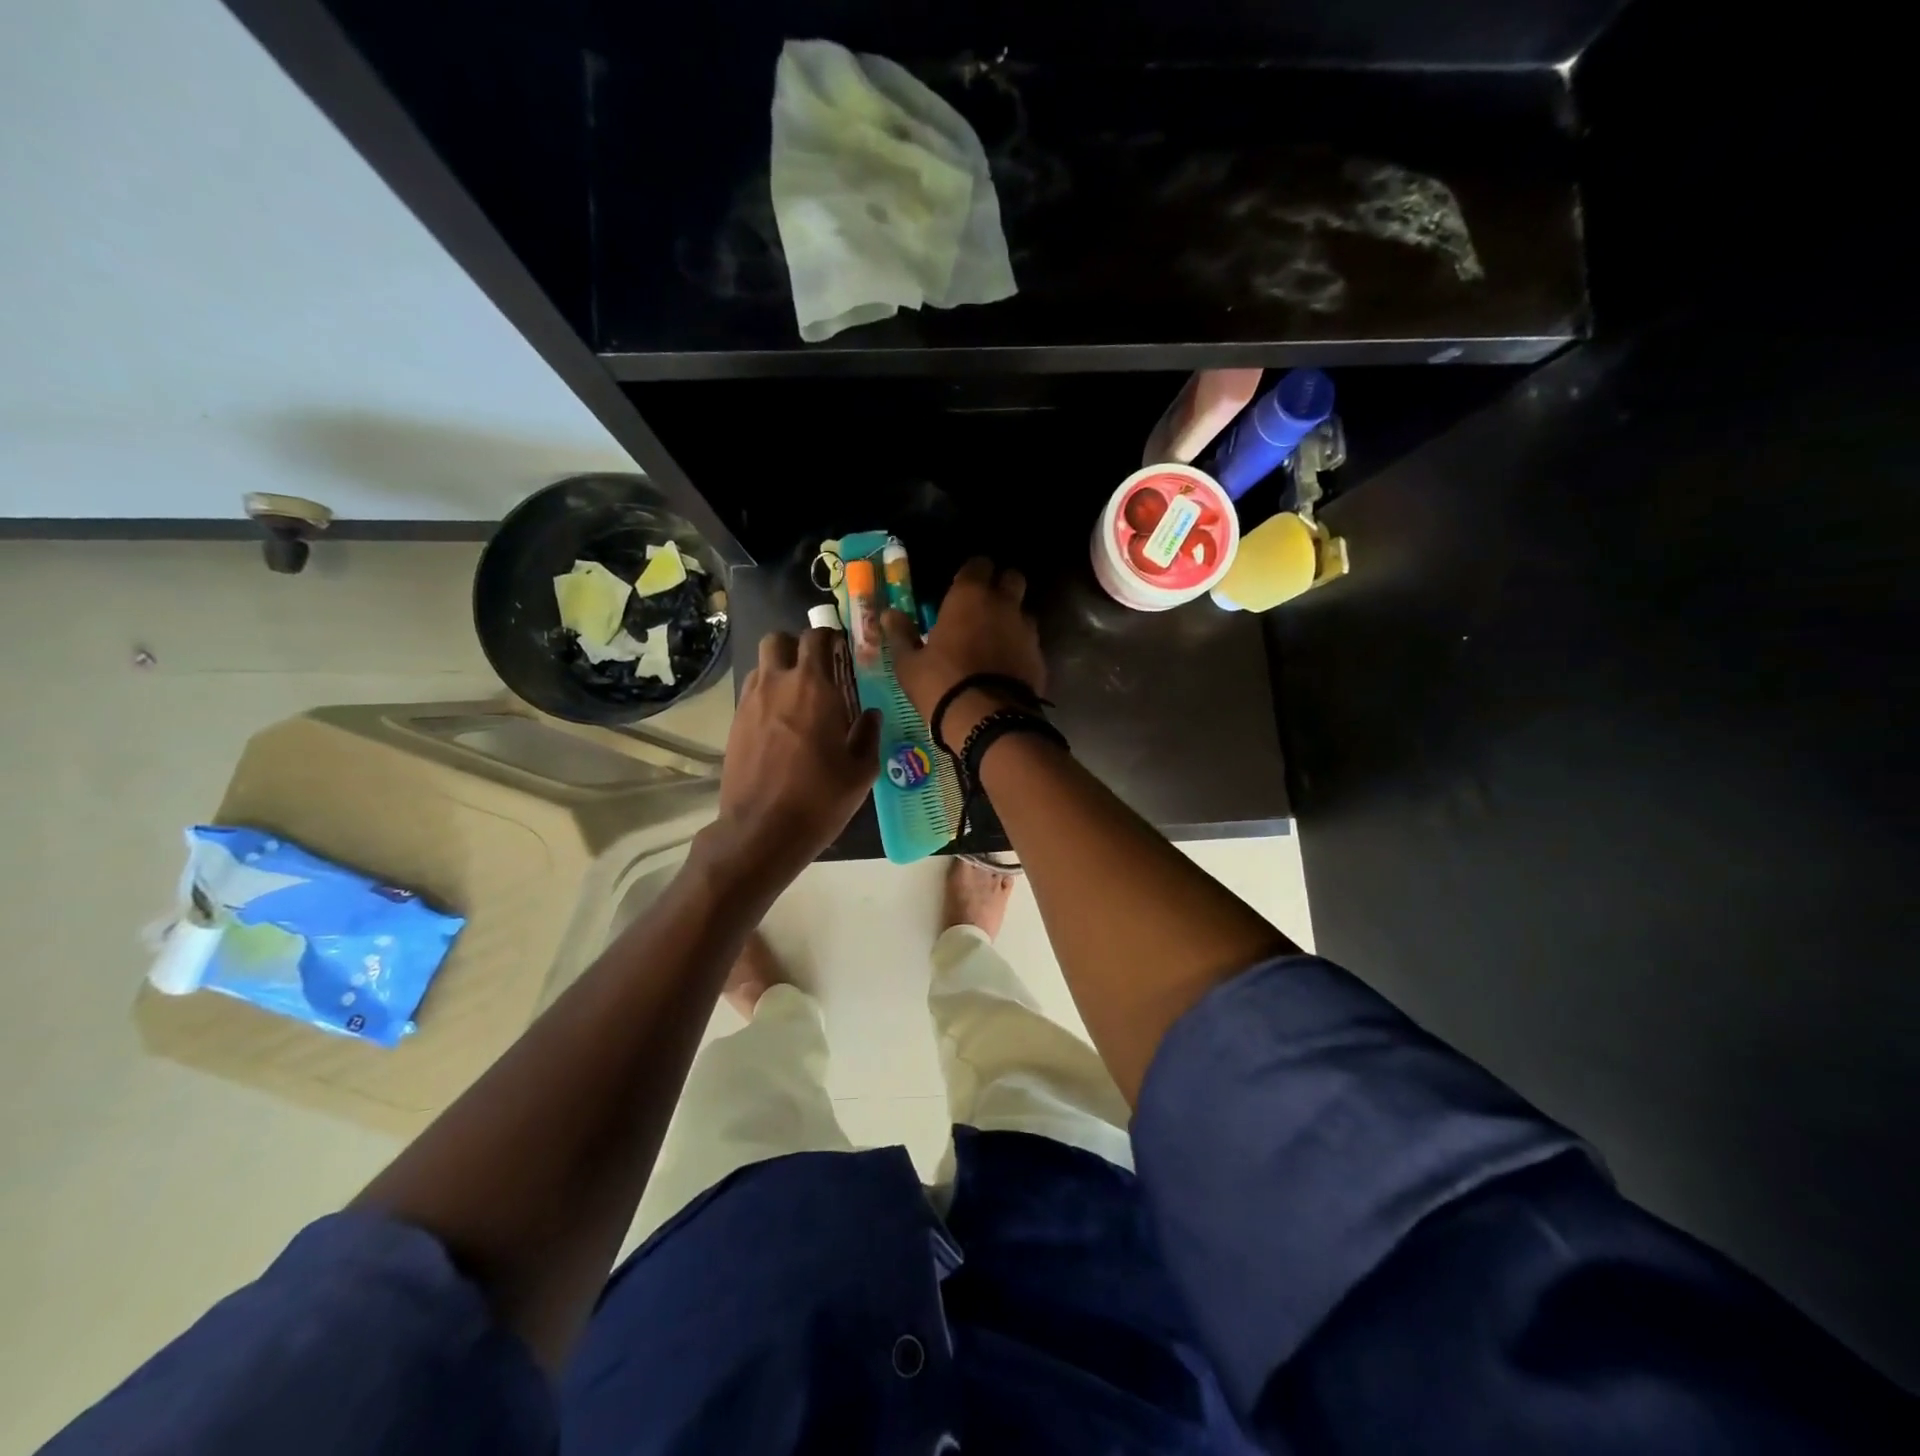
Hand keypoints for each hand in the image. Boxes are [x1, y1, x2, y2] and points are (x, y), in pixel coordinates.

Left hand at [714, 630, 879, 871]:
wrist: (762, 830)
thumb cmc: (820, 798)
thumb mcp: (861, 771)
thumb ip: (869, 735)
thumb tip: (871, 715)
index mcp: (814, 687)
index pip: (816, 638)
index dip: (829, 639)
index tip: (841, 651)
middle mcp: (777, 684)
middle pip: (778, 640)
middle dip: (795, 646)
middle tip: (814, 668)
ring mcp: (750, 702)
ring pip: (760, 665)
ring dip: (778, 670)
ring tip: (795, 697)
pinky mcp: (734, 723)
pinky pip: (750, 693)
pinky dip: (765, 696)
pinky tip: (779, 724)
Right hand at [883, 557, 1045, 749]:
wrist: (987, 721)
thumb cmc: (941, 684)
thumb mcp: (909, 663)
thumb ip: (901, 634)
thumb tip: (889, 614)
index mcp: (970, 596)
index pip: (978, 564)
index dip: (971, 573)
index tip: (960, 587)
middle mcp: (1004, 604)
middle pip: (1012, 579)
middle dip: (1000, 586)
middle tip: (982, 607)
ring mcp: (1027, 631)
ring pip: (1024, 612)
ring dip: (1012, 619)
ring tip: (995, 640)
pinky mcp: (1039, 658)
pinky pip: (1030, 644)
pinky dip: (1020, 649)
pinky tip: (1006, 666)